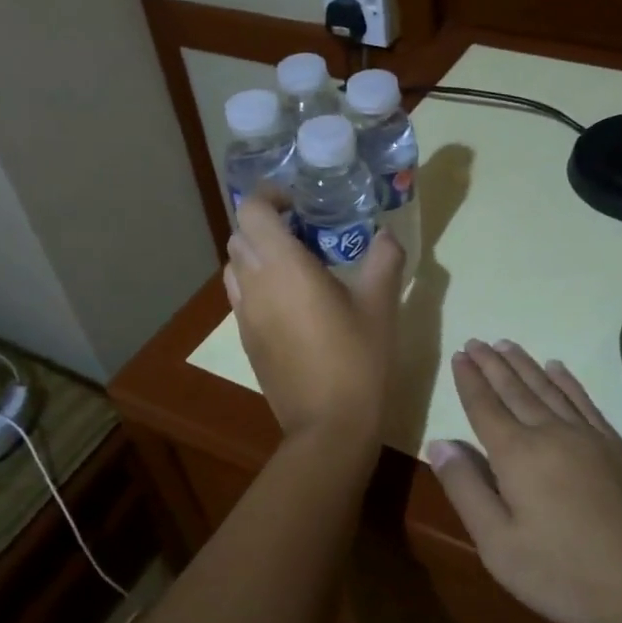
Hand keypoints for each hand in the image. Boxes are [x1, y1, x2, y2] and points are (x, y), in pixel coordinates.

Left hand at [223, 195, 403, 439]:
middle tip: (305, 233)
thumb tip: (386, 235)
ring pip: (235, 267)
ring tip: (296, 267)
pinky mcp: (246, 341)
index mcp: (283, 267)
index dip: (269, 197)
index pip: (252, 211)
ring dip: (258, 255)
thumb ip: (383, 261)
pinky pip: (241, 297)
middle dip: (266, 225)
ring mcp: (244, 316)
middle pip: (240, 236)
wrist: (329, 425)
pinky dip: (258, 285)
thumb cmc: (357, 360)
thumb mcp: (380, 306)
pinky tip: (293, 304)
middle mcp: (254, 285)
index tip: (299, 204)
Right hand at [426, 340, 621, 622]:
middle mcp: (551, 433)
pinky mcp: (619, 447)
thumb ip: (466, 489)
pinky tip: (558, 369)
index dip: (469, 381)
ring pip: (549, 389)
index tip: (459, 355)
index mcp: (517, 455)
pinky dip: (568, 382)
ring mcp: (590, 437)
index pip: (485, 407)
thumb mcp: (499, 545)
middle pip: (515, 390)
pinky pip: (585, 401)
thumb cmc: (566, 573)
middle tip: (476, 341)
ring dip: (525, 365)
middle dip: (492, 365)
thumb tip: (438, 443)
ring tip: (507, 345)